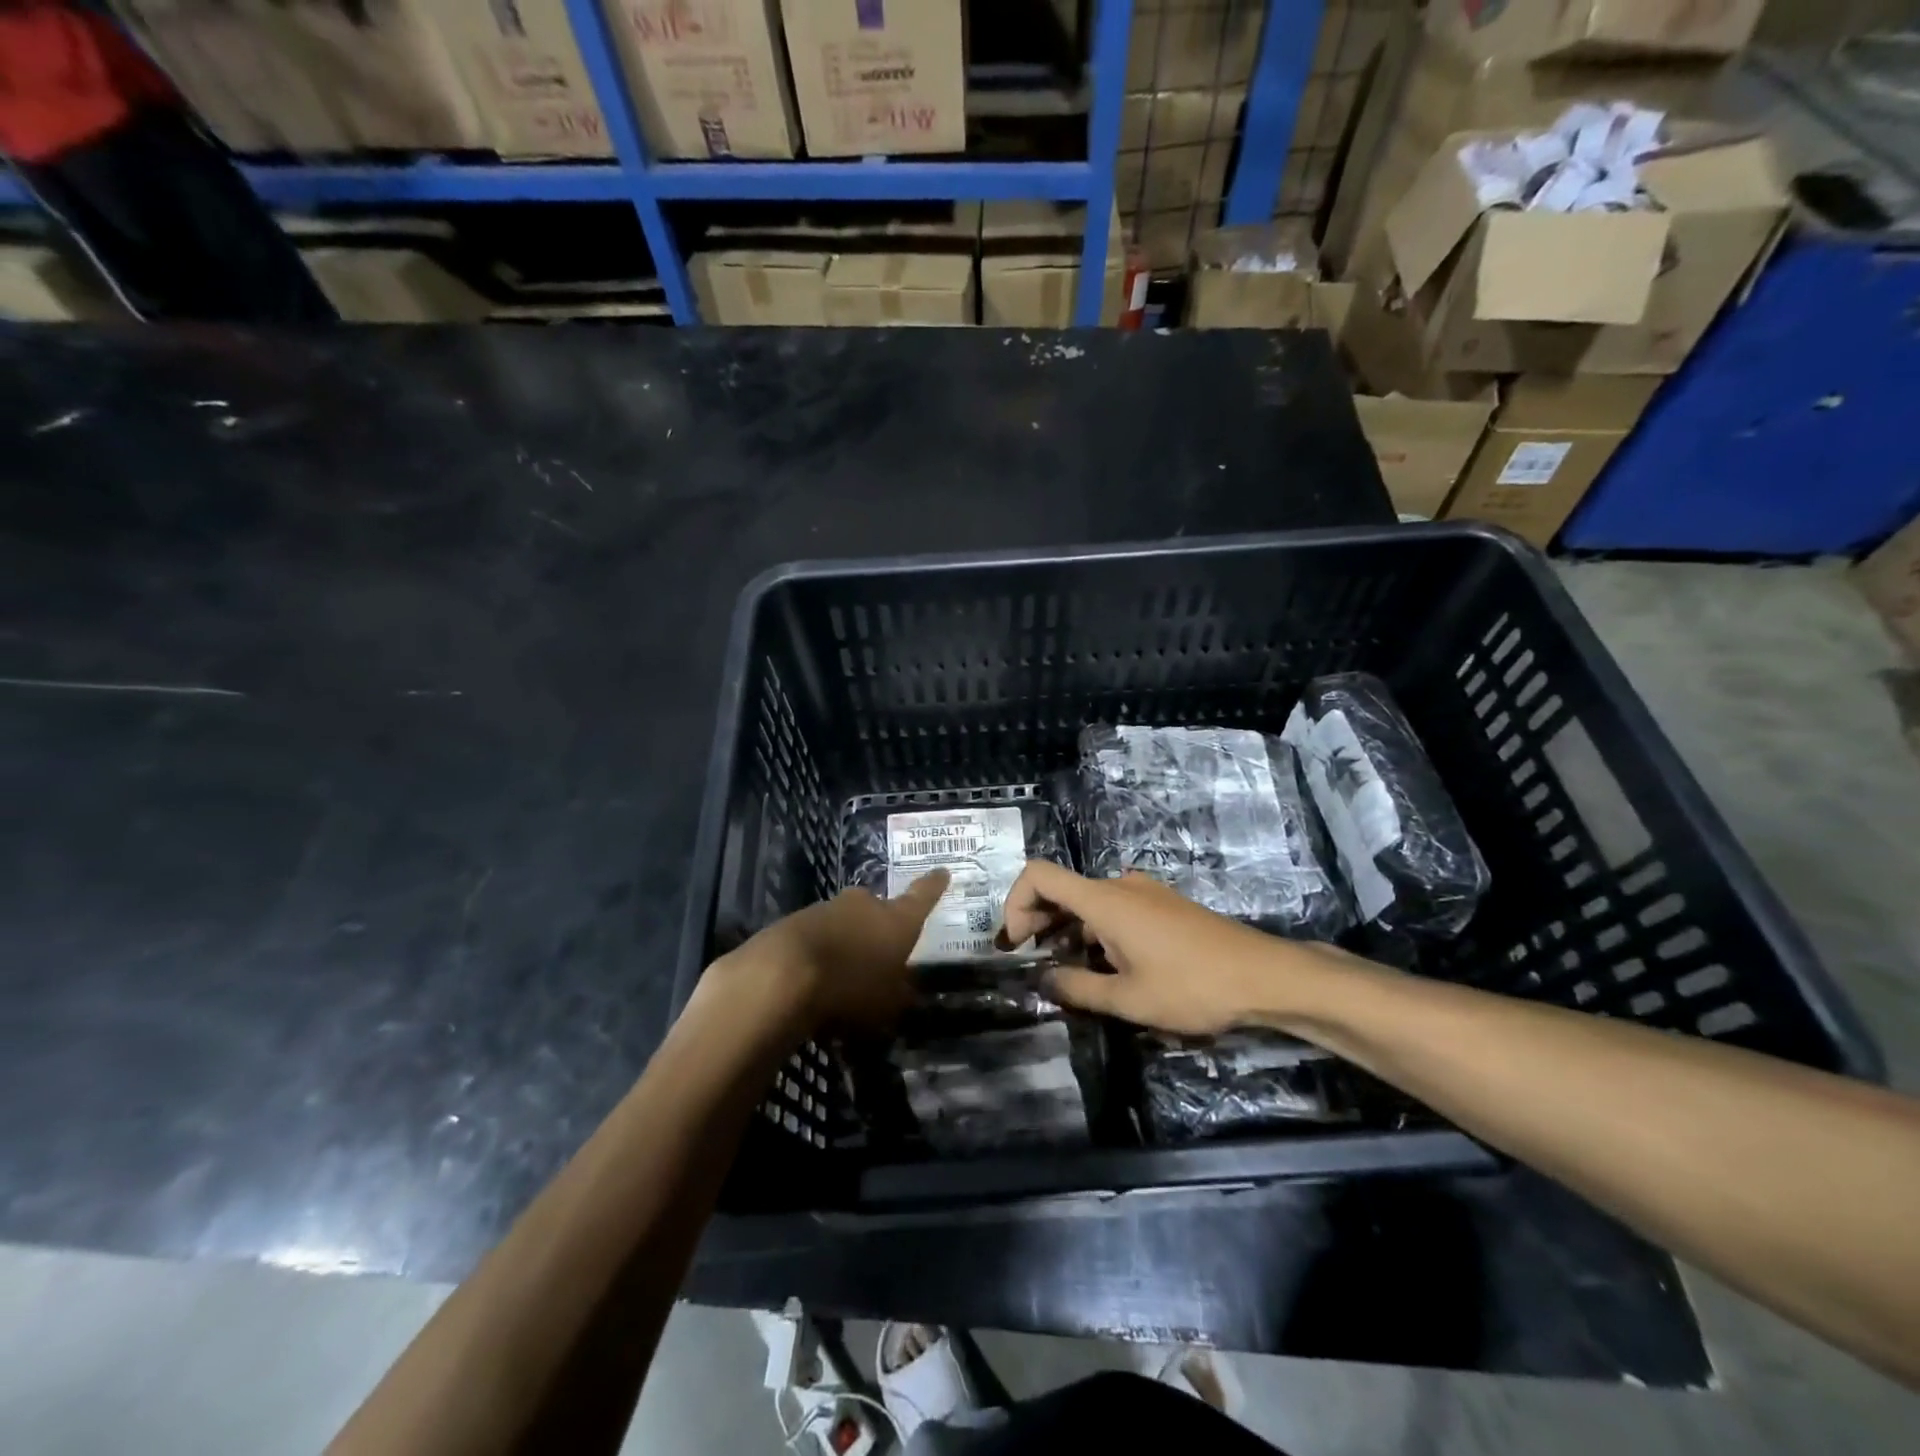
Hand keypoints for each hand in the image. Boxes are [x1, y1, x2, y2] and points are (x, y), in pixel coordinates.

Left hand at [705, 870, 949, 1034]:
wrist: (780, 975)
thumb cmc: (850, 988)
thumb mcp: (887, 1005)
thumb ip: (899, 994)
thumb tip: (904, 988)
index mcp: (896, 920)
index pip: (922, 897)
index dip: (933, 886)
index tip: (942, 871)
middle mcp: (864, 905)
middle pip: (877, 910)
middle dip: (879, 927)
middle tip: (878, 952)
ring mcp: (826, 908)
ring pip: (844, 923)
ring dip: (846, 941)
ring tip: (841, 975)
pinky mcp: (794, 922)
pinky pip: (816, 936)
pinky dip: (818, 952)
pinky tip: (811, 979)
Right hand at [1000, 860, 1355, 1035]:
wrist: (1264, 976)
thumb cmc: (1192, 986)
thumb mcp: (1128, 999)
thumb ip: (1077, 988)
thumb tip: (1043, 981)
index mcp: (1104, 899)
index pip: (1040, 874)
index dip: (1015, 901)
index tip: (1017, 942)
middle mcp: (1120, 885)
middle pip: (1062, 888)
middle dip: (1037, 920)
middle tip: (1032, 961)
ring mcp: (1145, 893)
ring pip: (1088, 902)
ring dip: (1067, 930)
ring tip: (1068, 971)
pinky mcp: (1163, 905)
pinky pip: (1114, 908)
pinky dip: (1095, 930)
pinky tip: (1106, 966)